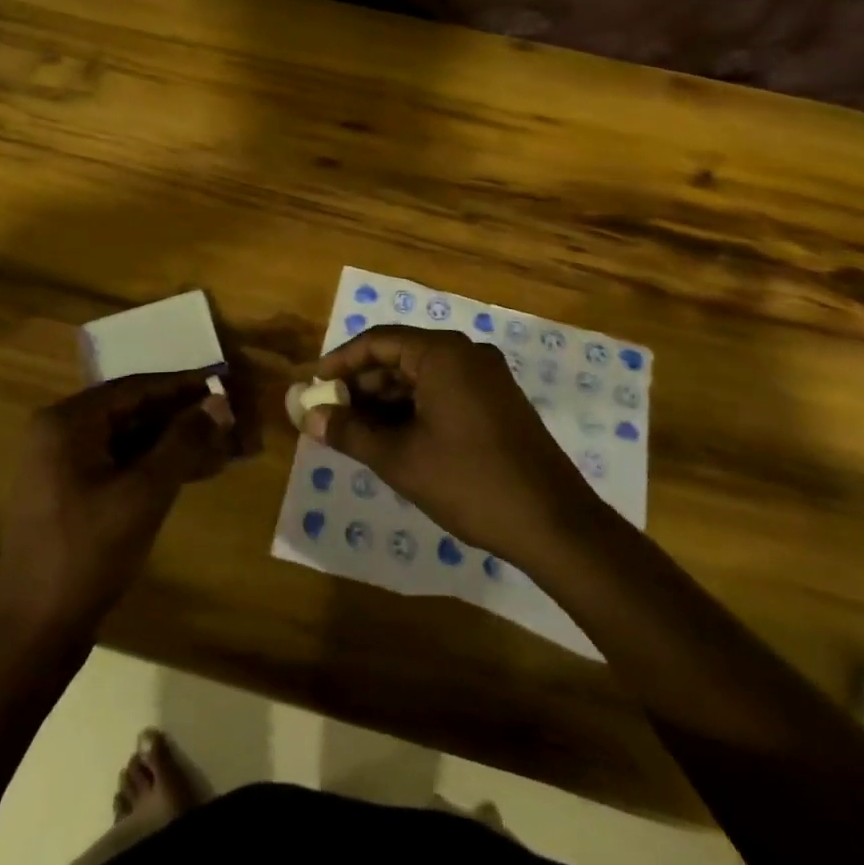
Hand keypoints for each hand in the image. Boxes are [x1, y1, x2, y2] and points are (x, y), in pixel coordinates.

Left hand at [0, 369, 244, 635]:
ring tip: (222, 444)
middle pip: (133, 411)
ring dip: (174, 442)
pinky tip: (195, 470)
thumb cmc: (88, 553)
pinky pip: (121, 464)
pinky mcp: (72, 492)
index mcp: (68, 422)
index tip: (223, 380)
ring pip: (130, 439)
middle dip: (182, 416)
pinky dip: (155, 466)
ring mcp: (63, 464)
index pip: (136, 388)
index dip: (183, 385)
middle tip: (228, 416)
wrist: (34, 632)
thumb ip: (183, 442)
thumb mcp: (144, 493)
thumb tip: (219, 403)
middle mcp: (61, 433)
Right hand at [306, 327, 602, 565]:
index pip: (377, 341)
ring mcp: (487, 377)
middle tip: (331, 414)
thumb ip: (350, 432)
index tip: (313, 386)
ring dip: (387, 400)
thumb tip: (309, 417)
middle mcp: (466, 353)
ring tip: (356, 432)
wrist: (554, 523)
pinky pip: (444, 392)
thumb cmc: (470, 482)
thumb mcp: (400, 459)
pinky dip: (414, 409)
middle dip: (362, 385)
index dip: (339, 362)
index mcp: (442, 353)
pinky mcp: (498, 402)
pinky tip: (395, 439)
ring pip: (422, 377)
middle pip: (400, 356)